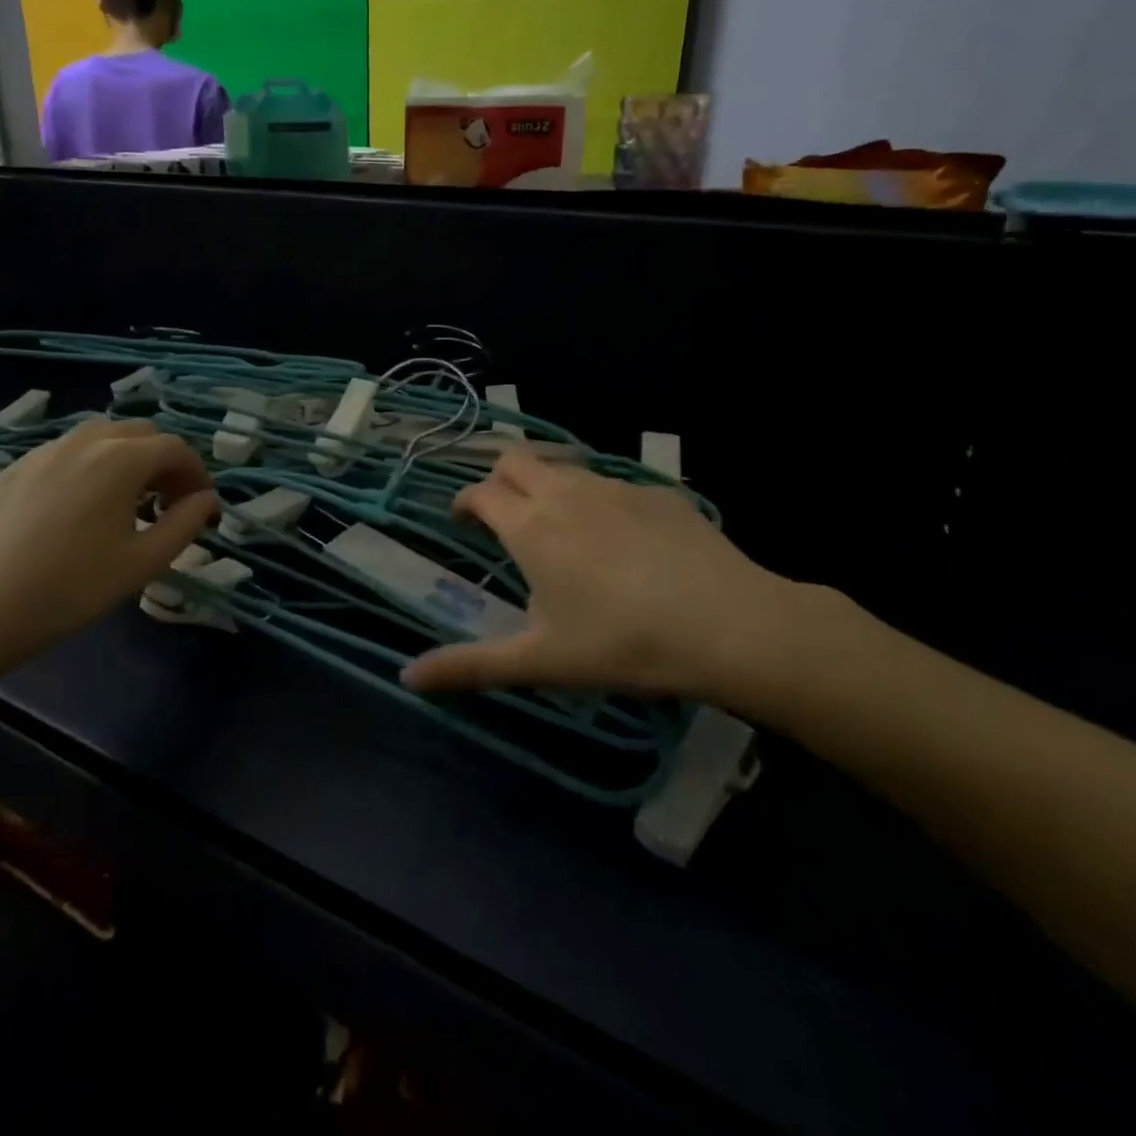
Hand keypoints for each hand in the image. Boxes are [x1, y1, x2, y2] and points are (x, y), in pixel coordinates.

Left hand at [0, 418, 216, 682]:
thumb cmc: (75, 587)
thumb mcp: (145, 561)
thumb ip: (186, 523)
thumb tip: (207, 499)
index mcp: (120, 460)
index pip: (174, 448)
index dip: (197, 472)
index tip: (202, 504)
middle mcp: (84, 441)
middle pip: (139, 433)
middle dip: (164, 461)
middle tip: (170, 501)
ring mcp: (44, 451)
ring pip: (101, 436)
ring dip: (128, 457)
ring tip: (130, 498)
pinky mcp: (16, 468)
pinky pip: (67, 452)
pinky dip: (91, 464)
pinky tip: (83, 504)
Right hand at [401, 448, 805, 704]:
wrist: (729, 625)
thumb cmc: (621, 643)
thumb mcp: (540, 661)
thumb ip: (470, 666)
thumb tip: (407, 677)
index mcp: (530, 526)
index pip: (480, 492)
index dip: (464, 502)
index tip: (462, 521)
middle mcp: (566, 493)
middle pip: (516, 458)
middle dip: (499, 478)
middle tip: (504, 515)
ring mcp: (615, 486)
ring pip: (565, 466)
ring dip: (548, 484)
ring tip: (558, 527)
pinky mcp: (658, 492)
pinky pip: (611, 482)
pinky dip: (597, 499)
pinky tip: (621, 540)